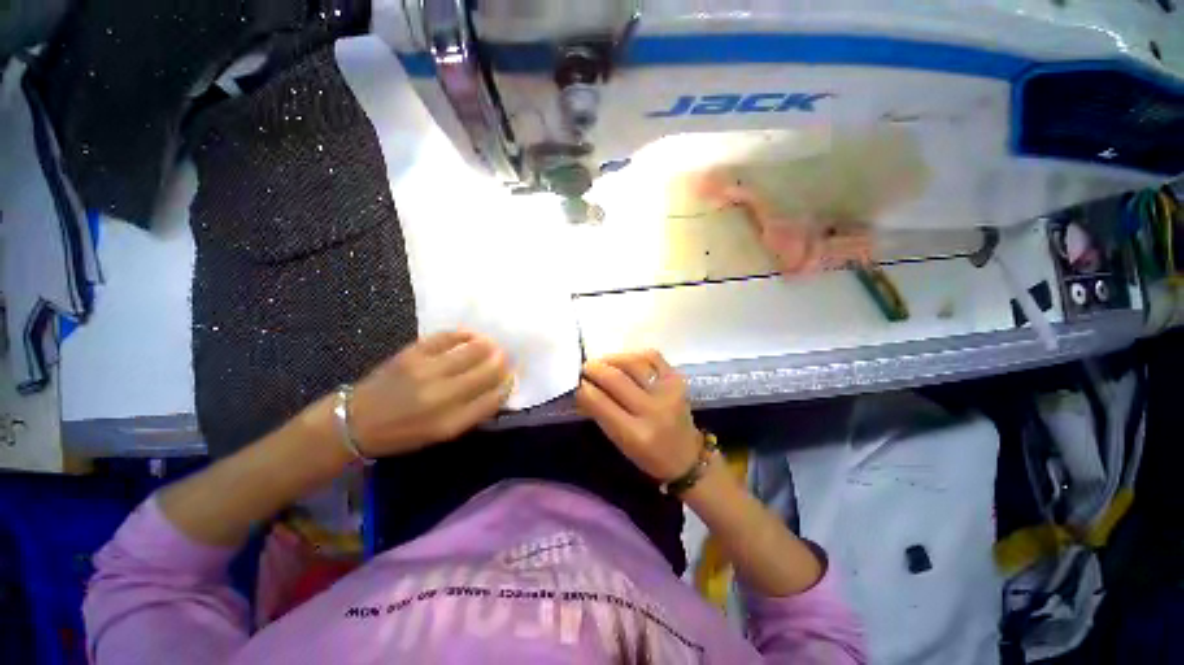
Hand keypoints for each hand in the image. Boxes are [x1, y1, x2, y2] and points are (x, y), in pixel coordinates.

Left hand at [348, 330, 512, 456]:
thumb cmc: (403, 433)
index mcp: (451, 422)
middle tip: (505, 357)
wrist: (356, 421)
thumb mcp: (441, 433)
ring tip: (493, 345)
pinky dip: (466, 334)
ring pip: (473, 350)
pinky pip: (449, 336)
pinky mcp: (413, 353)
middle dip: (503, 362)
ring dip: (490, 345)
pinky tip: (473, 335)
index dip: (508, 385)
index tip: (511, 377)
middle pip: (488, 370)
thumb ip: (472, 412)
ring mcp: (427, 371)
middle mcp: (442, 395)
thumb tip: (498, 388)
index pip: (494, 398)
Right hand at [576, 350, 702, 482]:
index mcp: (636, 435)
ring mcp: (669, 391)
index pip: (601, 404)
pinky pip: (652, 356)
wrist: (687, 456)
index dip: (584, 389)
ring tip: (602, 362)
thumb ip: (601, 415)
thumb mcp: (620, 443)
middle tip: (585, 368)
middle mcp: (653, 411)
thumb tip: (582, 388)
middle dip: (594, 369)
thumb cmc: (648, 455)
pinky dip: (634, 355)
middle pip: (616, 379)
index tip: (575, 382)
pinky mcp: (677, 379)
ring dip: (612, 359)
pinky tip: (624, 360)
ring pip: (633, 363)